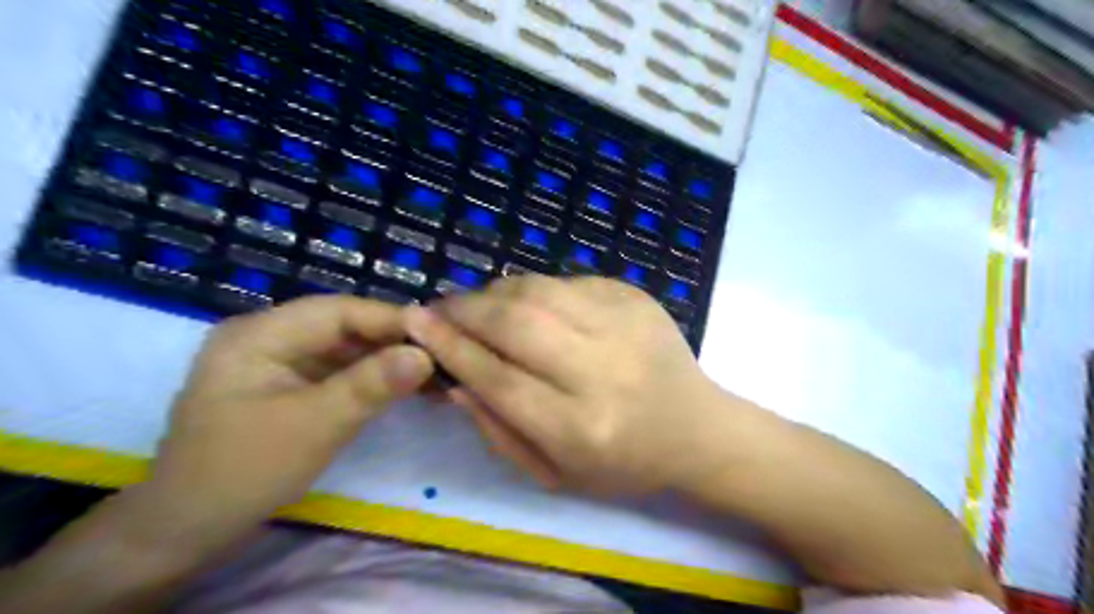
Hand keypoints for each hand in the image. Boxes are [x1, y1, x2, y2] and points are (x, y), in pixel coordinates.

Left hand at [148, 296, 437, 531]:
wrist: (186, 530)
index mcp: (259, 334)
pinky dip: (370, 377)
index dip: (390, 319)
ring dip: (385, 359)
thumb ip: (371, 385)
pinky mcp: (288, 385)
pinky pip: (337, 370)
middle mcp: (268, 337)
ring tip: (431, 370)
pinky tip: (402, 386)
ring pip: (344, 348)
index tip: (438, 332)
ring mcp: (277, 361)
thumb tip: (426, 355)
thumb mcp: (314, 426)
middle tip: (441, 354)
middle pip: (342, 326)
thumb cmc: (244, 472)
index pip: (338, 310)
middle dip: (392, 340)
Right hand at [405, 276, 729, 496]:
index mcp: (579, 427)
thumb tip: (456, 381)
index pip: (498, 378)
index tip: (416, 324)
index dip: (450, 347)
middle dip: (465, 309)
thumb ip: (499, 432)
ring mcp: (624, 325)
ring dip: (495, 292)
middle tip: (441, 308)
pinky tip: (528, 303)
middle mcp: (601, 371)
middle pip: (515, 324)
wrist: (697, 428)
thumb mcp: (555, 474)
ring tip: (478, 304)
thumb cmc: (623, 463)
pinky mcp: (636, 297)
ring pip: (538, 291)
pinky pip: (567, 280)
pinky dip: (534, 288)